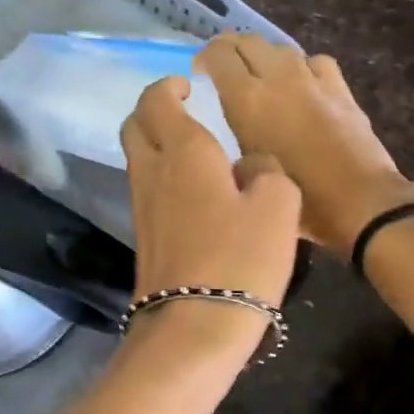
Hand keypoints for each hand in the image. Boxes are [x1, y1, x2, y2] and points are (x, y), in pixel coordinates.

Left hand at [120, 76, 302, 337]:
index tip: (188, 86)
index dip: (169, 87)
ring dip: (157, 145)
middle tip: (183, 112)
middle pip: (134, 127)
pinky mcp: (144, 238)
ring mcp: (142, 207)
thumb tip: (250, 166)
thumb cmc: (240, 259)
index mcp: (184, 152)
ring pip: (138, 159)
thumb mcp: (278, 206)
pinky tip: (195, 195)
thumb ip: (267, 171)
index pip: (157, 101)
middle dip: (153, 111)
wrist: (195, 327)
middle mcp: (153, 172)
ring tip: (196, 153)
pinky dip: (163, 178)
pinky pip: (148, 191)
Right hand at [196, 34, 413, 255]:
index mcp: (247, 99)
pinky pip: (314, 62)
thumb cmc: (296, 200)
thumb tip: (229, 126)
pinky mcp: (340, 88)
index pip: (218, 55)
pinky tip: (302, 83)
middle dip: (231, 48)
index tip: (199, 72)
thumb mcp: (247, 173)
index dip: (204, 57)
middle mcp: (277, 78)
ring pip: (281, 48)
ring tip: (259, 74)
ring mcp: (312, 79)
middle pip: (248, 41)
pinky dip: (301, 66)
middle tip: (224, 68)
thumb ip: (232, 139)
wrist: (360, 203)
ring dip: (264, 55)